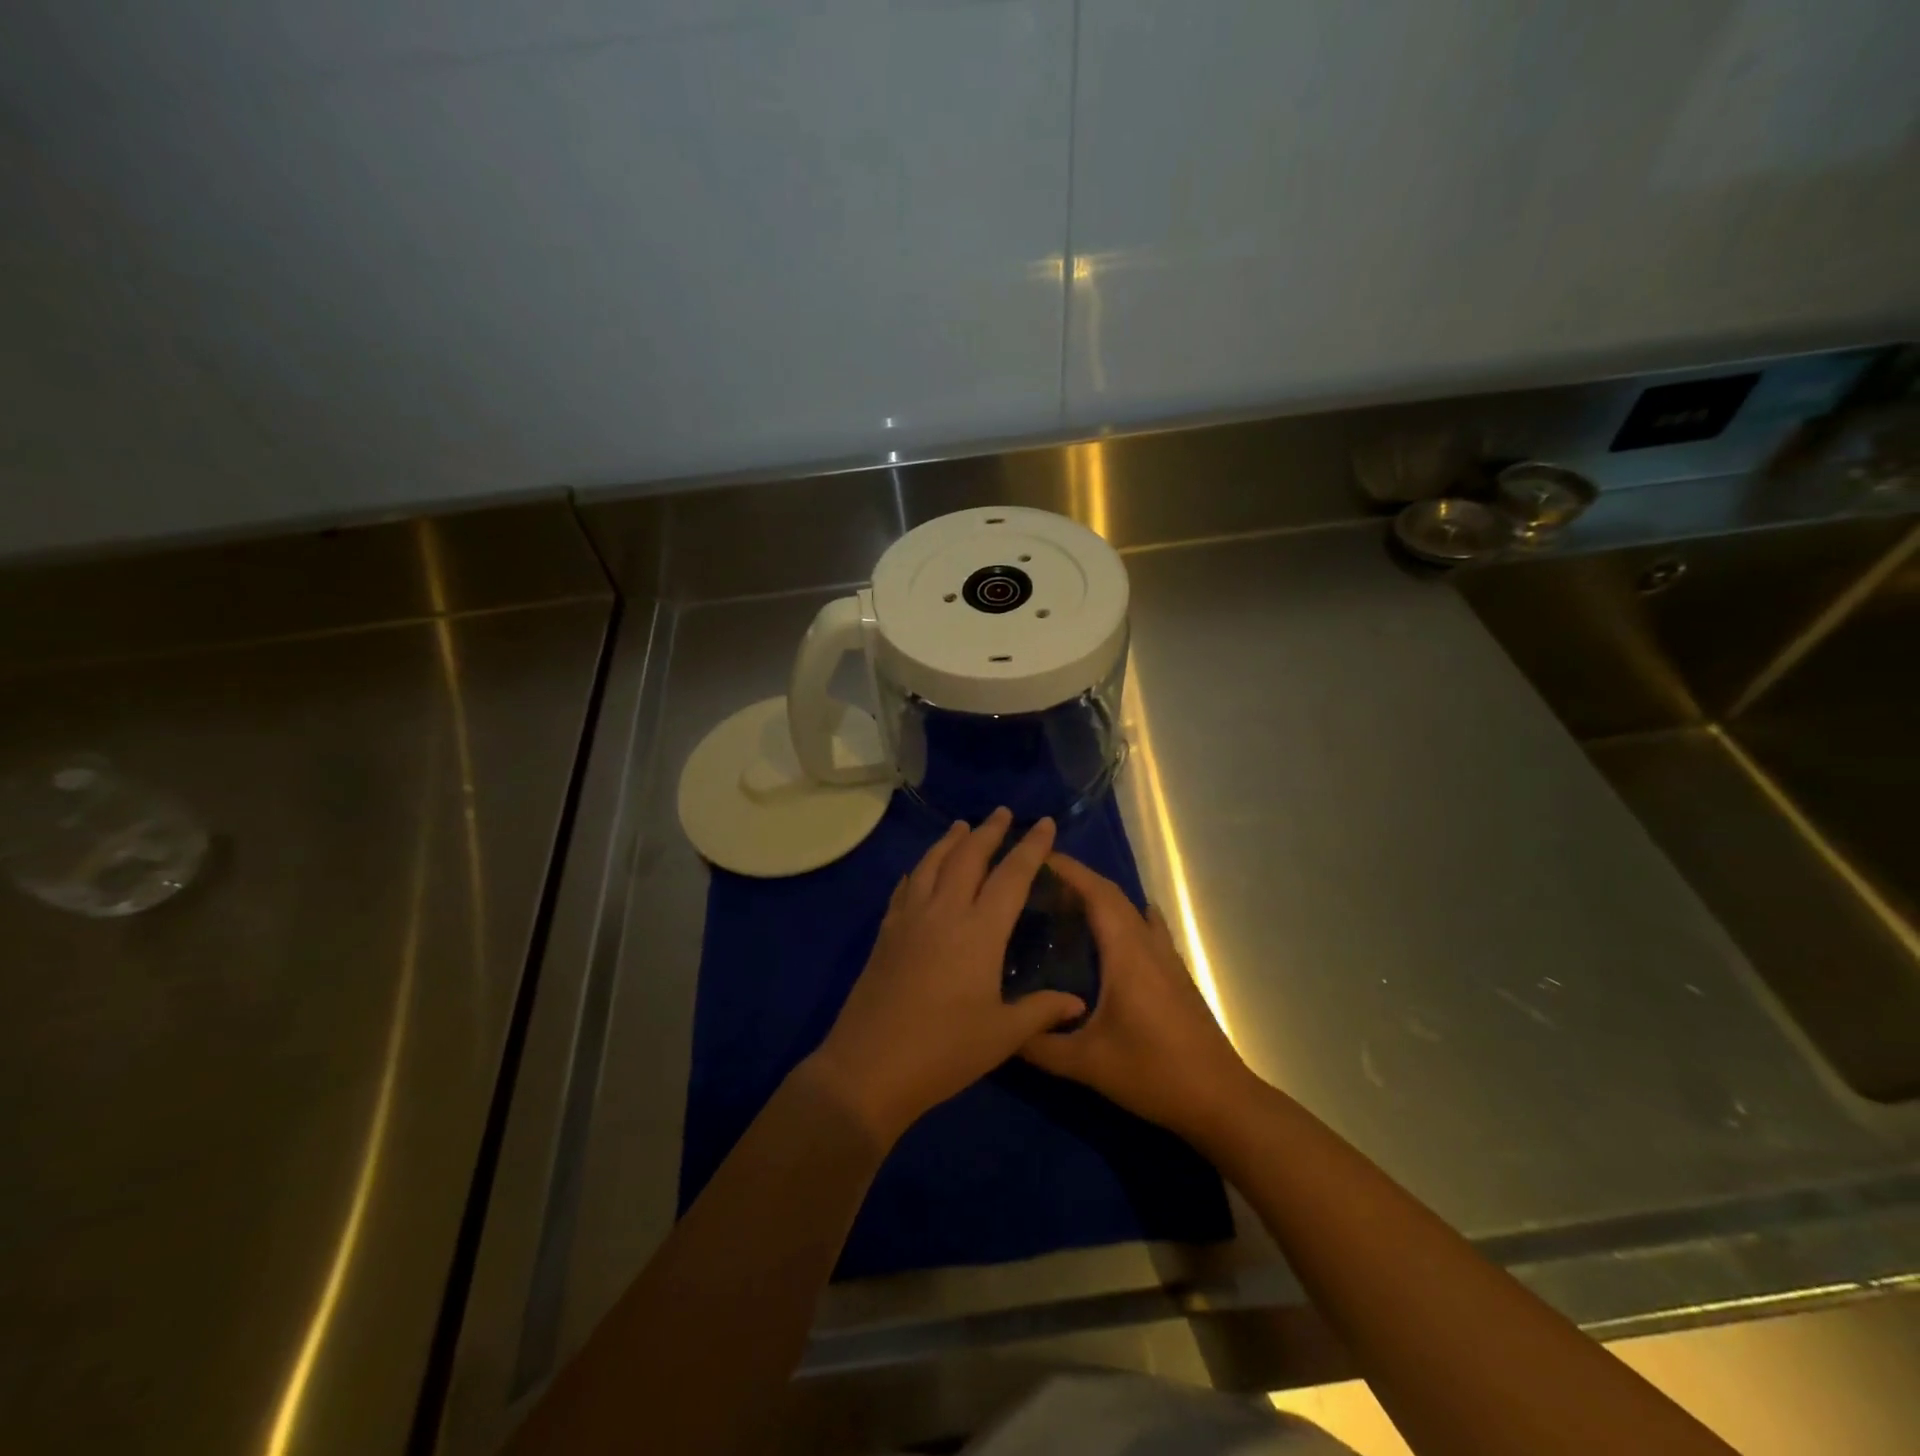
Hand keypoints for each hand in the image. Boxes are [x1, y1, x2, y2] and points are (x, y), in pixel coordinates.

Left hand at [807, 810, 1087, 1146]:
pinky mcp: (886, 933)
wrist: (869, 1067)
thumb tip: (1076, 1001)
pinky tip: (919, 870)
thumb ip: (1041, 1011)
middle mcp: (944, 912)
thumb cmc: (944, 1051)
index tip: (1044, 822)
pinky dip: (918, 870)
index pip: (1012, 876)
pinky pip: (905, 887)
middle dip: (988, 831)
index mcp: (979, 931)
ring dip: (950, 841)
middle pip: (968, 857)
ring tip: (962, 826)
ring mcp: (910, 919)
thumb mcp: (1002, 1036)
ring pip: (932, 864)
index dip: (1031, 847)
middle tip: (1002, 812)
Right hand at [1019, 853, 1255, 1145]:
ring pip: (1131, 910)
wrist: (1220, 1100)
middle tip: (1037, 883)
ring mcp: (1166, 958)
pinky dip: (1123, 916)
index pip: (1097, 894)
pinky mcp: (1176, 975)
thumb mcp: (1087, 1064)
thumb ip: (1038, 1045)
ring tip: (1064, 905)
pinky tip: (1112, 931)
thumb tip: (998, 1028)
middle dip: (1077, 880)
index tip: (1036, 857)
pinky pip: (1146, 929)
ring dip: (1100, 898)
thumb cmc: (1153, 1074)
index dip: (1068, 870)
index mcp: (1126, 954)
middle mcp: (1147, 945)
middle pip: (1112, 895)